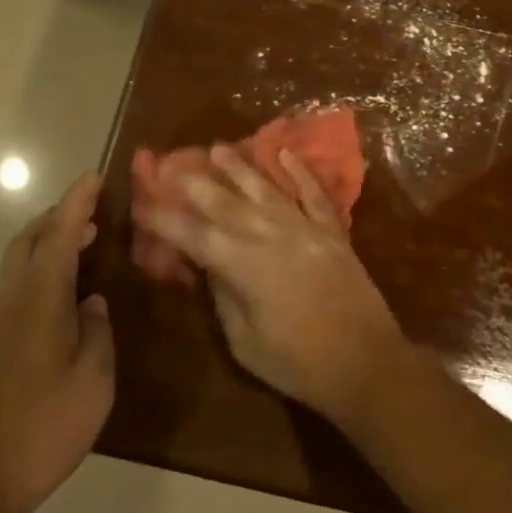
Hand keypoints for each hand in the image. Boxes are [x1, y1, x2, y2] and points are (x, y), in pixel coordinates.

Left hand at [0, 175, 113, 512]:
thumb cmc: (44, 427)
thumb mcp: (94, 381)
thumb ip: (98, 333)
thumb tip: (93, 304)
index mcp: (41, 301)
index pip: (59, 236)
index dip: (77, 203)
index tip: (95, 177)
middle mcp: (16, 302)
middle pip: (27, 240)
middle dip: (57, 215)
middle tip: (93, 208)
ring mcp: (3, 324)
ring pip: (20, 261)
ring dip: (49, 239)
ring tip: (86, 240)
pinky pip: (22, 284)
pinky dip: (45, 266)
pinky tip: (69, 290)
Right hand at [132, 145, 404, 420]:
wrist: (368, 363)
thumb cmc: (299, 364)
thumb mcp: (245, 343)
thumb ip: (224, 297)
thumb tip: (209, 266)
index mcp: (245, 267)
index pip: (195, 236)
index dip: (166, 221)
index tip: (143, 206)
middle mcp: (272, 236)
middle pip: (227, 203)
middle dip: (196, 183)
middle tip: (172, 164)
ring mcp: (306, 228)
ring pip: (266, 189)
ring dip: (240, 167)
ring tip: (217, 148)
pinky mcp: (334, 231)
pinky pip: (313, 193)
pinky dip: (299, 171)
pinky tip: (283, 152)